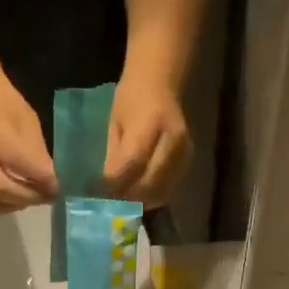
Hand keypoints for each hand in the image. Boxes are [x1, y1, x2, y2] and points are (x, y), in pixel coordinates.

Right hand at [0, 78, 56, 215]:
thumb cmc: (7, 108)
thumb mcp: (28, 122)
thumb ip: (37, 153)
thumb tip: (50, 183)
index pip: (18, 163)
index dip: (42, 179)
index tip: (57, 186)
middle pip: (1, 188)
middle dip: (30, 197)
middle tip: (47, 196)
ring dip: (15, 205)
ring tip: (31, 197)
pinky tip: (13, 200)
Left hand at [105, 75, 190, 207]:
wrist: (160, 83)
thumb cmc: (131, 99)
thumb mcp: (115, 123)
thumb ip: (113, 155)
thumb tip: (106, 188)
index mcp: (151, 123)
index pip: (133, 162)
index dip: (116, 182)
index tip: (100, 194)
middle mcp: (173, 139)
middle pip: (150, 181)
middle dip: (127, 196)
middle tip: (110, 205)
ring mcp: (184, 152)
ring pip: (161, 190)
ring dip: (140, 201)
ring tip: (122, 204)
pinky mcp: (188, 161)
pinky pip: (169, 189)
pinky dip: (152, 198)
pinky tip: (138, 198)